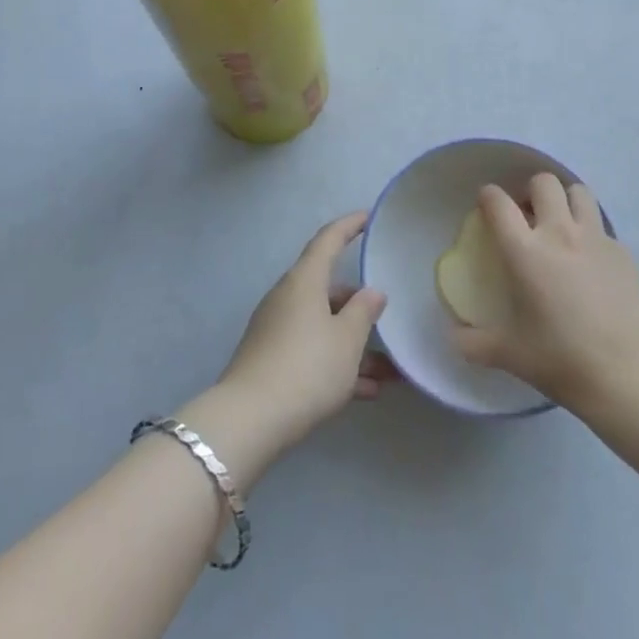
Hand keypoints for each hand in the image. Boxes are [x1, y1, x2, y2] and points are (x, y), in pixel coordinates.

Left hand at [216, 211, 392, 456]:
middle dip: (358, 304)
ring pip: (322, 325)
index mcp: (304, 281)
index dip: (349, 226)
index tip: (368, 217)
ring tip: (388, 370)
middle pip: (327, 288)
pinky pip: (311, 350)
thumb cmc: (307, 368)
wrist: (250, 420)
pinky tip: (365, 391)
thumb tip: (372, 291)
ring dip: (353, 343)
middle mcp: (287, 297)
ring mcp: (276, 329)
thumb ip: (364, 312)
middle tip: (386, 317)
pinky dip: (336, 363)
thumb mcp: (347, 341)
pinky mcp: (270, 359)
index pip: (328, 240)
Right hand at [452, 174, 638, 413]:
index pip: (498, 202)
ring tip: (562, 225)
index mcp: (525, 251)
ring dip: (566, 201)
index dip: (488, 196)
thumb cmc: (562, 360)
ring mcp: (596, 239)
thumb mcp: (509, 355)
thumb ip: (474, 343)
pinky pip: (602, 228)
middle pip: (543, 182)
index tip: (486, 205)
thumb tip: (454, 338)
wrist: (629, 374)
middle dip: (531, 191)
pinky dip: (591, 234)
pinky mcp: (624, 252)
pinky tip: (592, 263)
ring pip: (579, 192)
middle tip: (528, 216)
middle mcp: (559, 233)